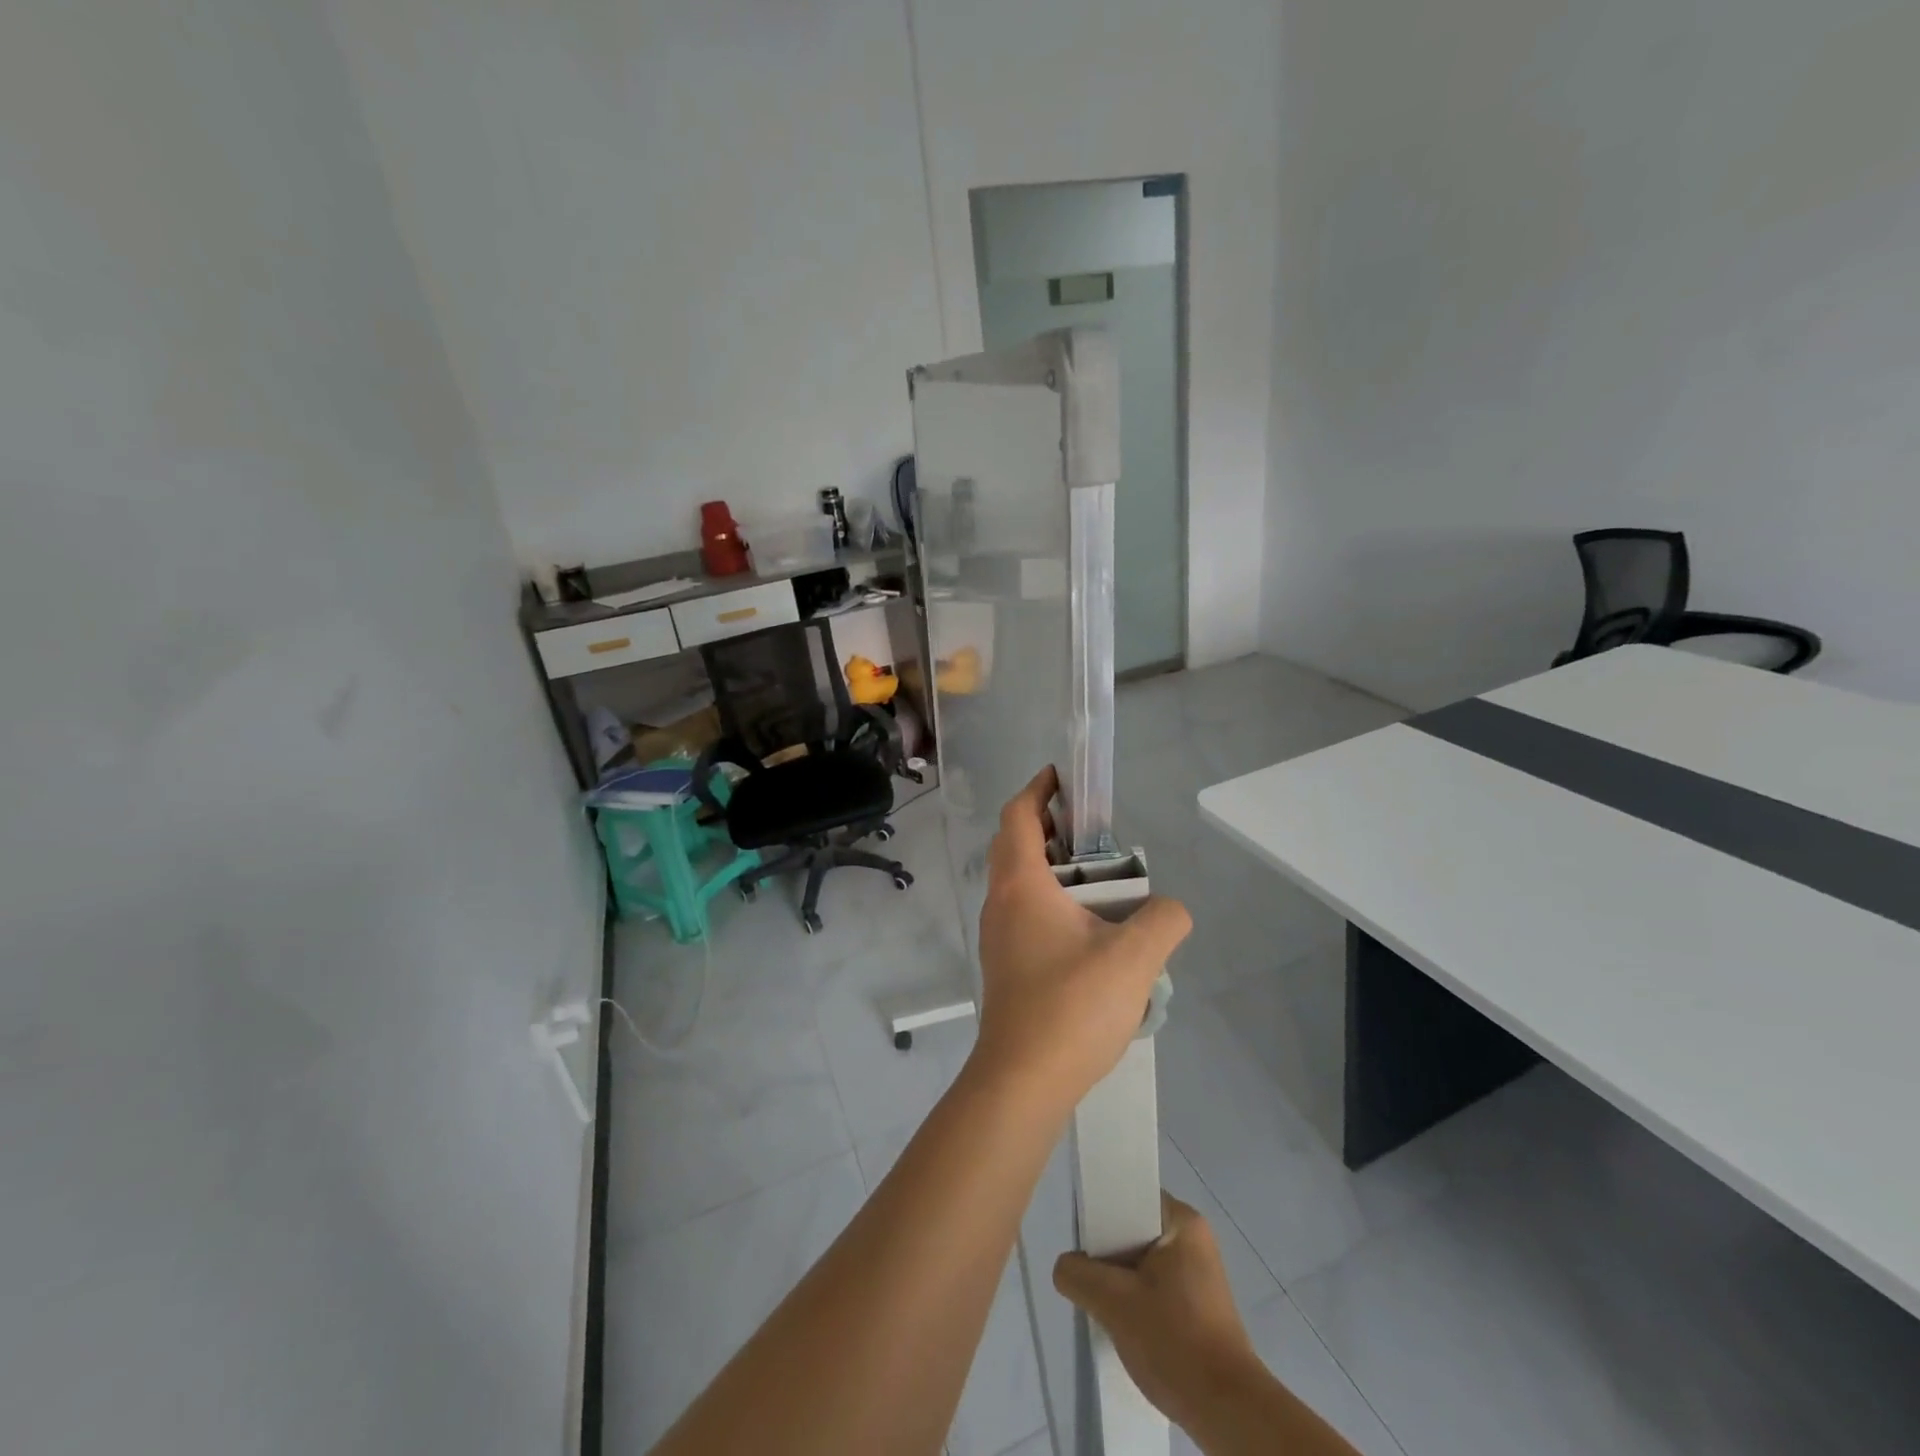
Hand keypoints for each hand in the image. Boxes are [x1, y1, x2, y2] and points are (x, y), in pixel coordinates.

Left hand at [970, 766, 1190, 1110]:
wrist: (1022, 1080)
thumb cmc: (1071, 1007)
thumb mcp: (1134, 958)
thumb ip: (1163, 920)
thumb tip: (1170, 909)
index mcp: (1021, 884)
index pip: (1018, 815)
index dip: (1039, 789)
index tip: (1064, 777)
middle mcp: (1001, 902)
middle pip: (1015, 844)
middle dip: (1049, 826)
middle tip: (1093, 831)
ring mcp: (999, 935)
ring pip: (1019, 881)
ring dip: (1052, 867)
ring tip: (1100, 880)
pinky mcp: (1006, 963)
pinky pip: (1024, 912)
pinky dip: (1050, 900)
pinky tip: (1089, 929)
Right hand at [1052, 1193, 1261, 1434]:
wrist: (1228, 1413)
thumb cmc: (1174, 1341)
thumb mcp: (1114, 1303)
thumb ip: (1078, 1274)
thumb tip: (1066, 1267)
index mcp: (1182, 1221)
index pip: (1130, 1197)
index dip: (1101, 1213)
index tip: (1083, 1241)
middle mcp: (1194, 1238)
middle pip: (1134, 1230)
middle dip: (1108, 1254)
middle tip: (1088, 1277)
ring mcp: (1200, 1274)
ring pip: (1143, 1262)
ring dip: (1121, 1282)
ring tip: (1103, 1305)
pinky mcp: (1200, 1305)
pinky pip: (1156, 1287)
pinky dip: (1138, 1300)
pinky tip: (1125, 1326)